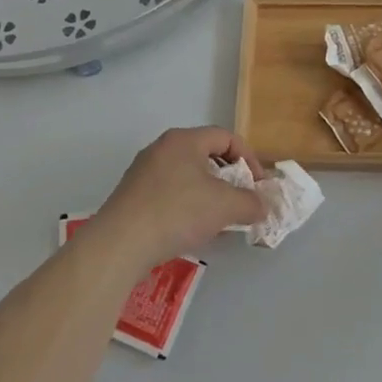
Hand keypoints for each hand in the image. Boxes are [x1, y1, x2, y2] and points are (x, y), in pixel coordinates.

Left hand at [92, 126, 266, 273]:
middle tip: (241, 200)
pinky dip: (187, 204)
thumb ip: (250, 202)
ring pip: (187, 175)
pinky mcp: (132, 195)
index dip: (249, 159)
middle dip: (229, 178)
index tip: (259, 186)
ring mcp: (143, 171)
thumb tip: (262, 205)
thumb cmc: (177, 212)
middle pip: (205, 154)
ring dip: (209, 193)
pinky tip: (191, 229)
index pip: (226, 137)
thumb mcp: (224, 206)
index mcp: (184, 139)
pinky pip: (170, 192)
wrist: (120, 243)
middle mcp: (162, 148)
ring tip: (219, 219)